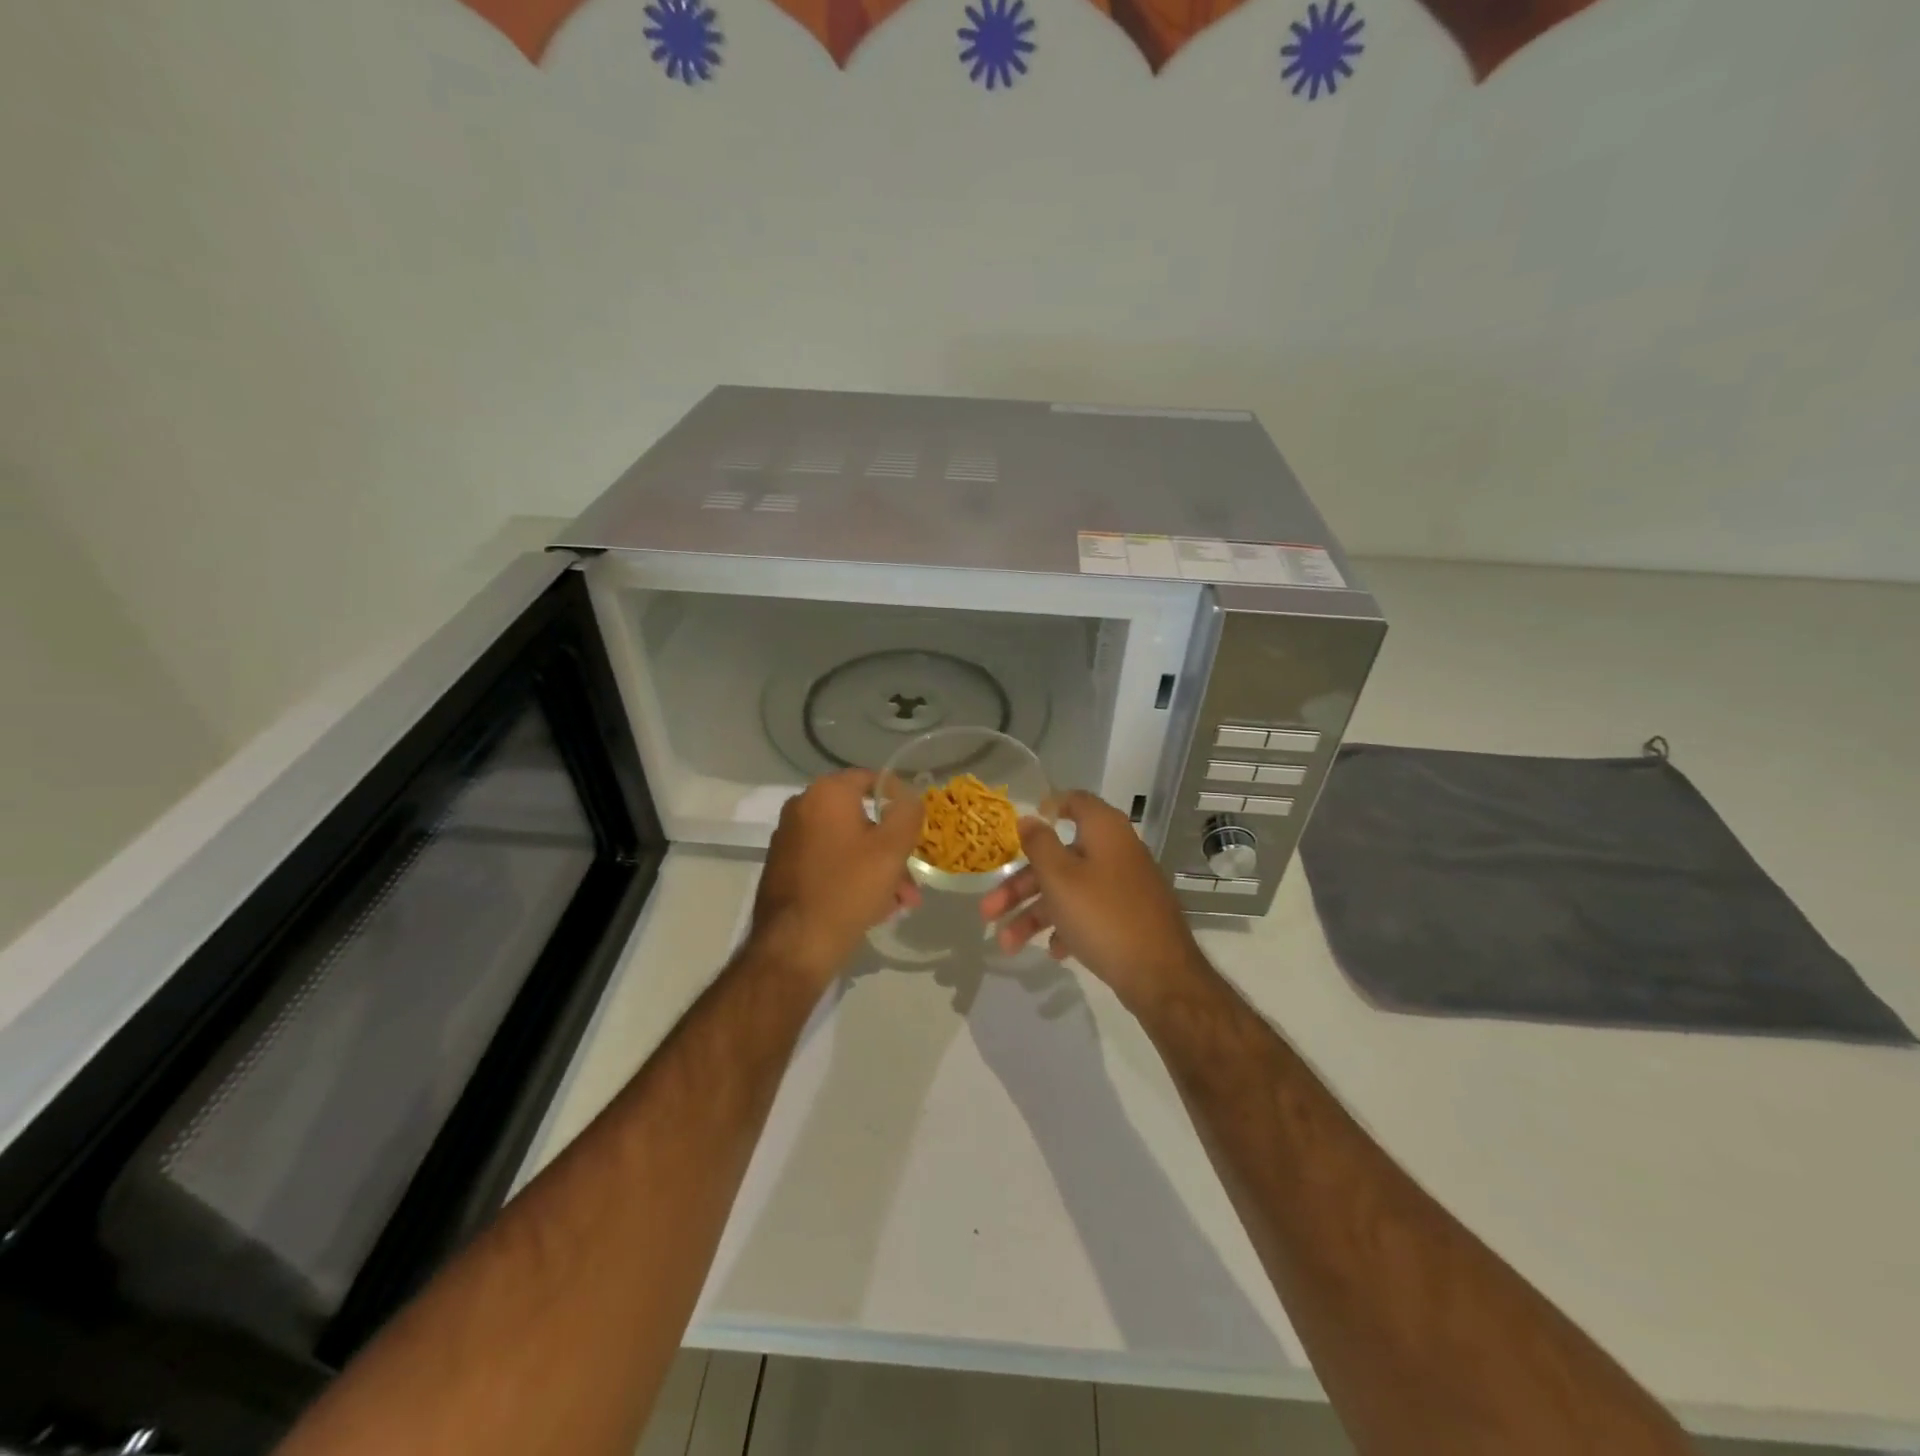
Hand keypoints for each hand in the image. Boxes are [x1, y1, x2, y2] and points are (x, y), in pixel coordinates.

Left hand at [750, 769, 923, 988]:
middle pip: (860, 817)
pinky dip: (851, 876)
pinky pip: (828, 862)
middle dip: (891, 847)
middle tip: (911, 877)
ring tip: (899, 901)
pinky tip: (872, 907)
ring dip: (876, 867)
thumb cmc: (848, 889)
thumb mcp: (892, 849)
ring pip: (846, 844)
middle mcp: (802, 808)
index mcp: (826, 794)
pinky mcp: (783, 868)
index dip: (899, 799)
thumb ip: (907, 813)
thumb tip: (909, 795)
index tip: (916, 827)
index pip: (871, 779)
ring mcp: (789, 839)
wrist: (794, 946)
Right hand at [980, 790, 1207, 1014]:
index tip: (1021, 826)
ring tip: (1007, 944)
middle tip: (988, 911)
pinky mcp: (1128, 917)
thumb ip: (1039, 844)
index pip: (1075, 802)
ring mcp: (1125, 886)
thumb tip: (1029, 818)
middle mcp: (1117, 852)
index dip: (1048, 808)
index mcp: (1104, 831)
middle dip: (1020, 885)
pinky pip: (1089, 913)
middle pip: (1059, 858)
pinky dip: (1066, 927)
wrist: (1160, 975)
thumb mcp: (1060, 877)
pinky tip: (1053, 951)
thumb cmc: (1103, 915)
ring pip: (1069, 890)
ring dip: (1035, 914)